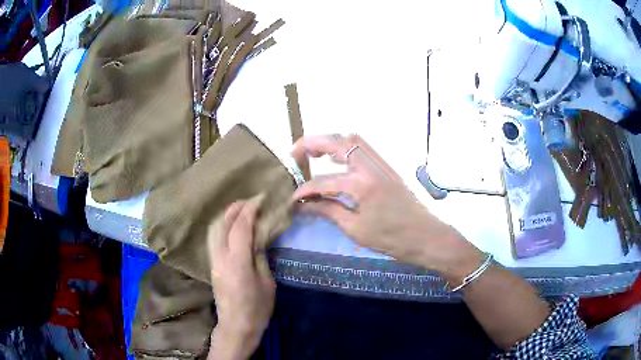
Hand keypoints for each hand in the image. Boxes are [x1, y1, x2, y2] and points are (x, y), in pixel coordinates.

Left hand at [207, 196, 274, 359]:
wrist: (236, 326)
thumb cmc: (257, 309)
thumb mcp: (267, 282)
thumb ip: (260, 256)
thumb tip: (258, 236)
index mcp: (237, 261)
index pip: (241, 226)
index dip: (251, 209)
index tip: (262, 199)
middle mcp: (220, 257)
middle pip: (223, 223)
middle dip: (236, 207)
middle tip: (252, 201)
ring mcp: (213, 261)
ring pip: (214, 228)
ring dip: (227, 215)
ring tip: (242, 209)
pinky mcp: (212, 265)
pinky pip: (213, 237)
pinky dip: (222, 225)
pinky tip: (232, 226)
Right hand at [293, 135, 483, 281]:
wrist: (425, 236)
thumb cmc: (391, 238)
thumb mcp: (356, 229)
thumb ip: (329, 211)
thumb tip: (305, 205)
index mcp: (362, 185)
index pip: (324, 182)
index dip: (304, 190)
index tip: (293, 198)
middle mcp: (371, 167)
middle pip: (339, 142)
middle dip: (313, 143)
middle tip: (295, 153)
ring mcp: (381, 164)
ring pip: (353, 139)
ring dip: (330, 141)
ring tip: (313, 152)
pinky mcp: (387, 167)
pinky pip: (363, 147)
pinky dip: (346, 147)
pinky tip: (336, 159)